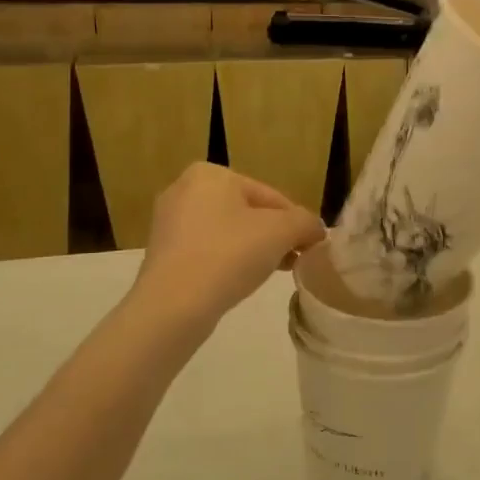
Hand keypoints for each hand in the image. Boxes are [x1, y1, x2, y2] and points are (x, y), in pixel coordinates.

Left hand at [134, 164, 324, 328]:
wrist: (173, 306)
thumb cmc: (229, 255)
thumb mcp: (281, 232)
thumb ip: (306, 223)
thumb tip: (316, 230)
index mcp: (211, 173)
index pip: (271, 196)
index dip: (296, 222)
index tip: (311, 247)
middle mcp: (184, 188)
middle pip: (248, 212)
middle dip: (275, 236)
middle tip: (295, 261)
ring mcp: (169, 222)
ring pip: (228, 232)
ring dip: (254, 250)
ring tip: (272, 273)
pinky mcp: (163, 253)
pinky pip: (207, 250)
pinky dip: (227, 261)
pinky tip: (240, 281)